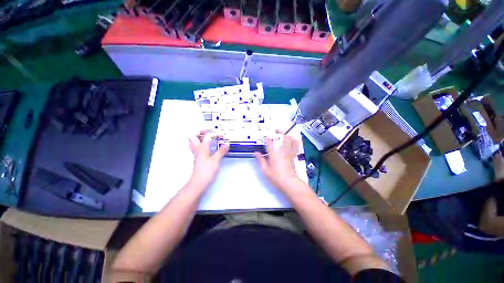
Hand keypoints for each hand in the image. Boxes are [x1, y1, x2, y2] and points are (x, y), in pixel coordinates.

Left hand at [189, 131, 228, 187]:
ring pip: (193, 142)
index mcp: (202, 147)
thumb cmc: (207, 171)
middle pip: (194, 136)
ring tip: (208, 138)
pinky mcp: (198, 158)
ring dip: (200, 138)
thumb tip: (227, 144)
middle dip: (201, 132)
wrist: (199, 182)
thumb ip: (221, 151)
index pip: (207, 136)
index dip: (215, 134)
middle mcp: (197, 149)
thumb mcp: (216, 160)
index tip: (222, 136)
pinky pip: (197, 148)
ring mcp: (197, 154)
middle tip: (209, 132)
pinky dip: (202, 144)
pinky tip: (209, 147)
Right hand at [255, 131, 304, 192]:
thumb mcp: (265, 170)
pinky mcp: (293, 157)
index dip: (267, 139)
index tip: (265, 137)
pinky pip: (295, 147)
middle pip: (284, 138)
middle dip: (281, 132)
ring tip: (286, 134)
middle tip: (277, 130)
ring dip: (289, 136)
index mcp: (274, 154)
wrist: (289, 183)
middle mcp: (283, 152)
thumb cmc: (276, 177)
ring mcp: (289, 154)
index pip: (270, 143)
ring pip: (292, 141)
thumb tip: (257, 154)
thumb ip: (261, 160)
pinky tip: (292, 141)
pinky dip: (294, 142)